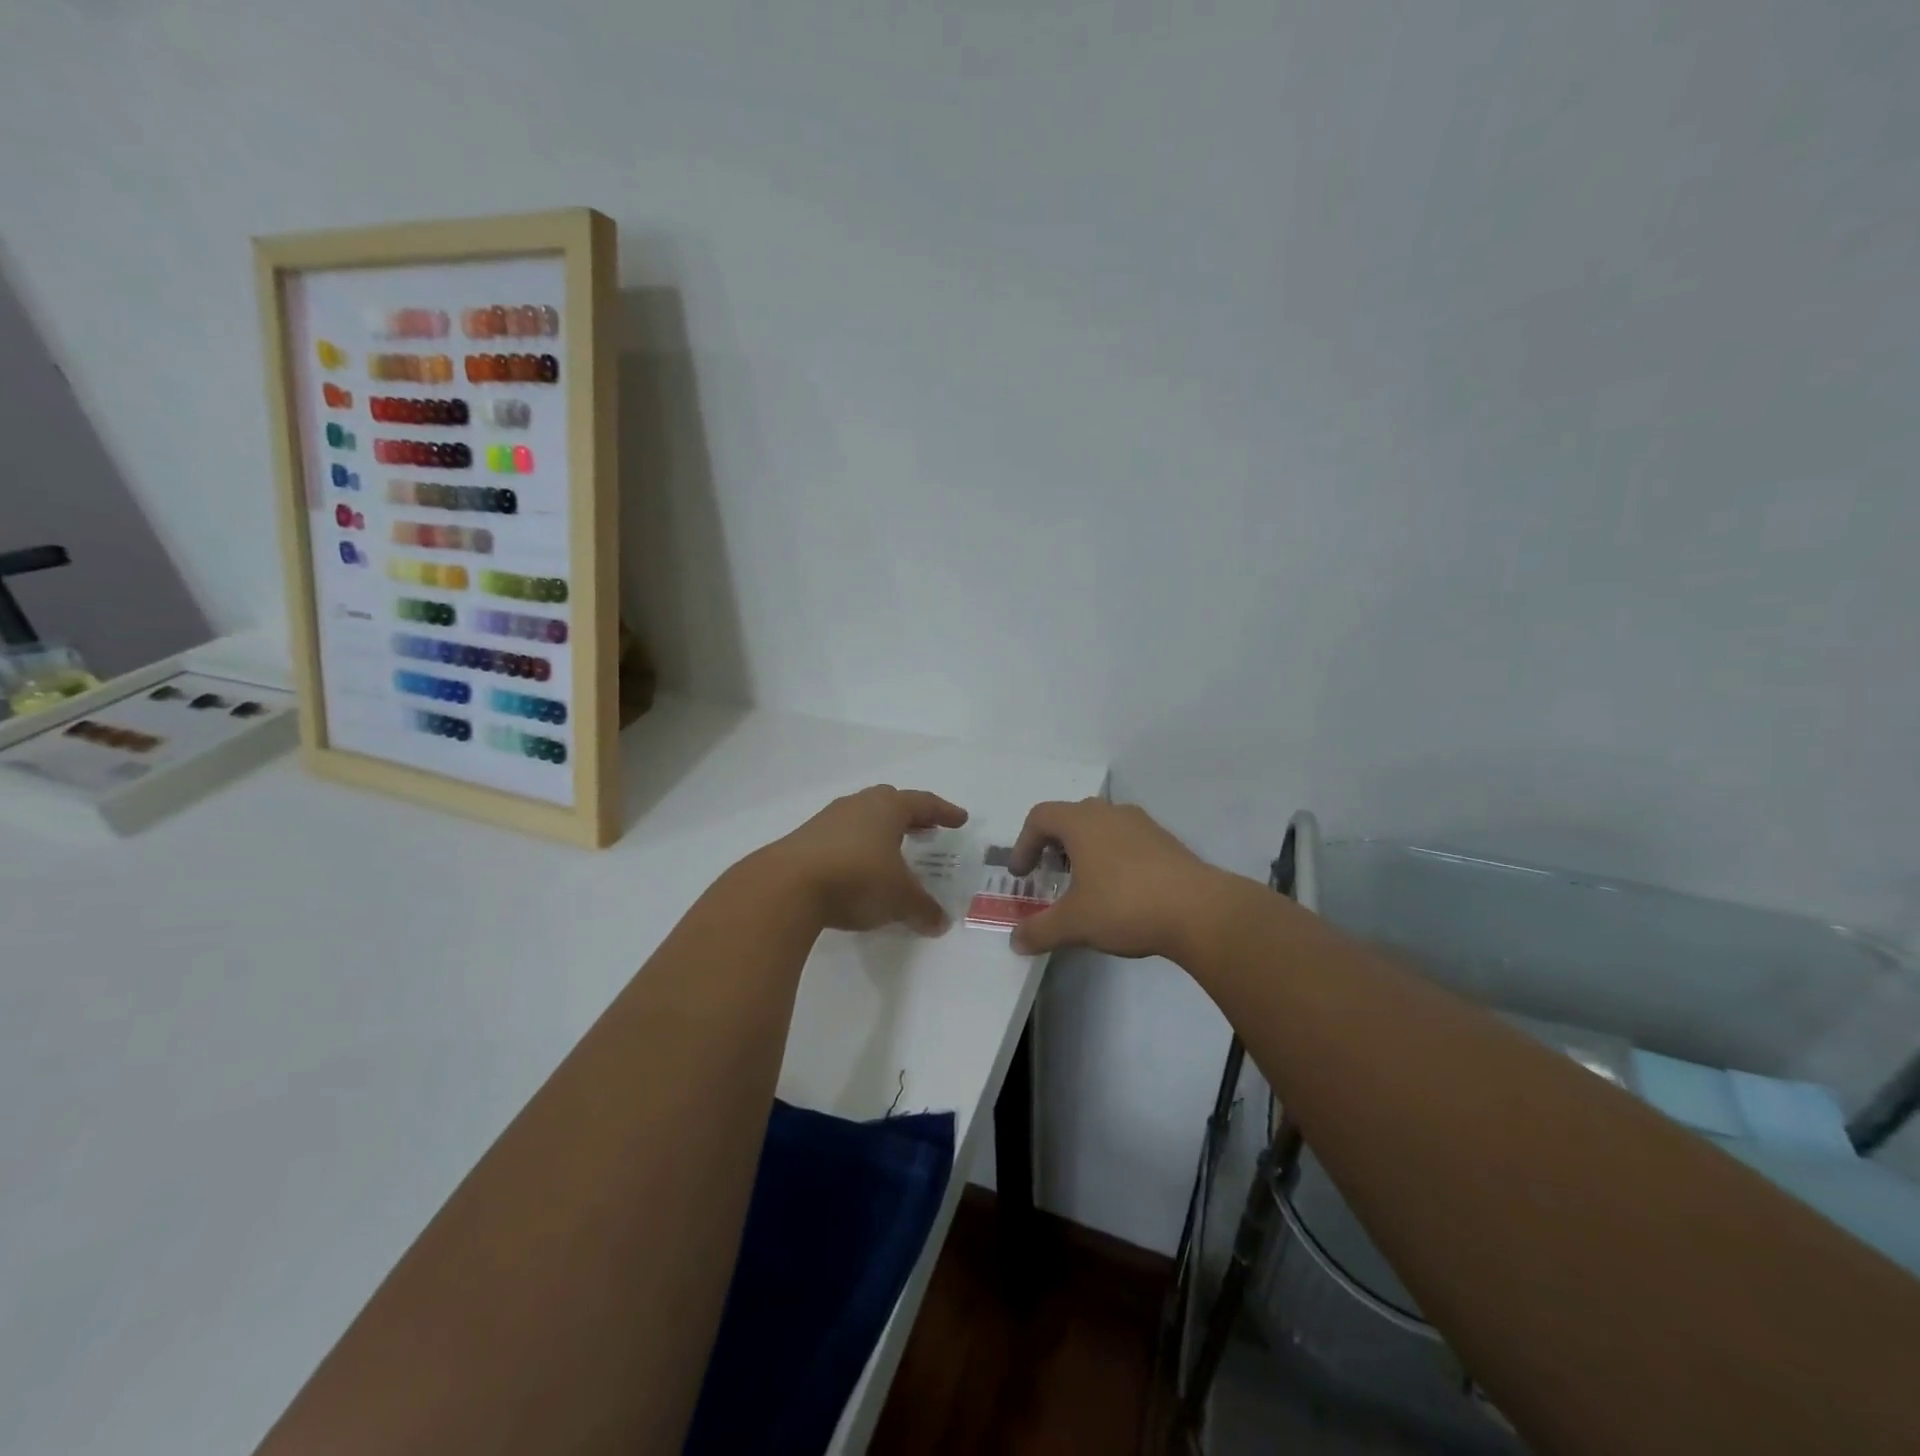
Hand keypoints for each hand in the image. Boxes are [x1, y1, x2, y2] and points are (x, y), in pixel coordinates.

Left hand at [766, 785, 968, 934]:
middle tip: (925, 828)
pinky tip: (858, 868)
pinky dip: (857, 847)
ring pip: (862, 818)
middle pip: (890, 802)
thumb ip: (922, 908)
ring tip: (892, 850)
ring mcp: (827, 821)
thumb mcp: (899, 898)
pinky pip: (841, 837)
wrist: (786, 887)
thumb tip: (940, 923)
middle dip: (910, 815)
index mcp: (887, 808)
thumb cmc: (856, 878)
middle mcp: (858, 806)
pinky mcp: (805, 841)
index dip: (944, 812)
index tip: (960, 819)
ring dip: (880, 831)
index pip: (923, 803)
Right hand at [1006, 799, 1221, 958]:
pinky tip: (1120, 893)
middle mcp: (1111, 814)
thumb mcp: (1074, 923)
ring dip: (1085, 851)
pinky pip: (1128, 842)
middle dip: (1054, 845)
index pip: (1040, 817)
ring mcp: (1142, 826)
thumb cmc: (1125, 905)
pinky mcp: (1167, 843)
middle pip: (1071, 817)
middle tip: (1050, 874)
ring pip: (1102, 828)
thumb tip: (1015, 941)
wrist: (1200, 910)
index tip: (1022, 875)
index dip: (1023, 844)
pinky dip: (1113, 859)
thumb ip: (1039, 931)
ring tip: (1084, 886)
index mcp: (1082, 822)